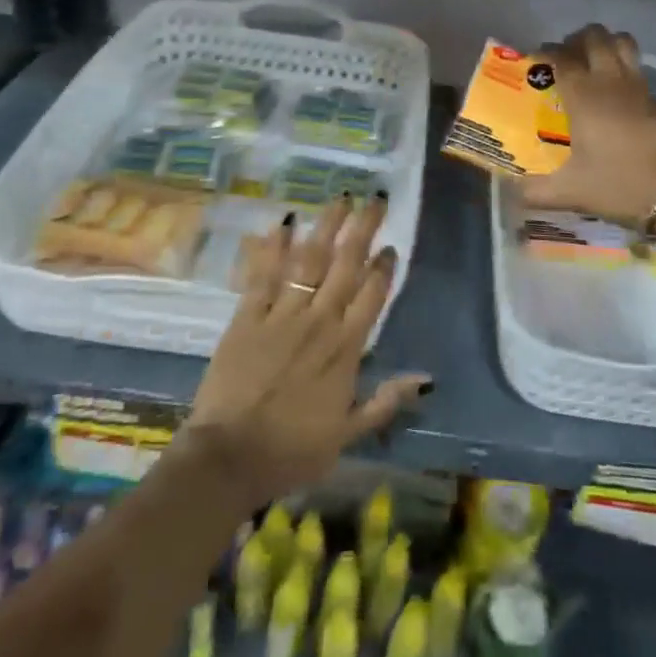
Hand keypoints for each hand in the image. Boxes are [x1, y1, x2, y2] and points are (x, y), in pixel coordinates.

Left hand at [181, 195, 429, 508]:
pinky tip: (283, 223)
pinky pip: (263, 275)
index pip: (372, 295)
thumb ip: (385, 402)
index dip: (384, 268)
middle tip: (375, 201)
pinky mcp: (248, 316)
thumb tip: (425, 379)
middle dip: (363, 230)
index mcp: (345, 348)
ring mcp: (282, 314)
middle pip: (346, 265)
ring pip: (310, 260)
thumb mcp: (348, 435)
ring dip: (326, 226)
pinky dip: (273, 247)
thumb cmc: (292, 450)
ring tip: (340, 199)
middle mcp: (319, 321)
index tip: (391, 247)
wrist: (230, 458)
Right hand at [518, 25, 655, 228]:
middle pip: (596, 37)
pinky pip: (637, 68)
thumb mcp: (572, 193)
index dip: (545, 52)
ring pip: (623, 43)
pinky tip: (617, 96)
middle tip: (564, 57)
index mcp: (585, 96)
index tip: (534, 60)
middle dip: (576, 39)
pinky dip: (623, 68)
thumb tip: (512, 191)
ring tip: (592, 63)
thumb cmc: (623, 186)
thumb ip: (535, 191)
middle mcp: (611, 82)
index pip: (561, 57)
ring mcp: (640, 87)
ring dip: (605, 43)